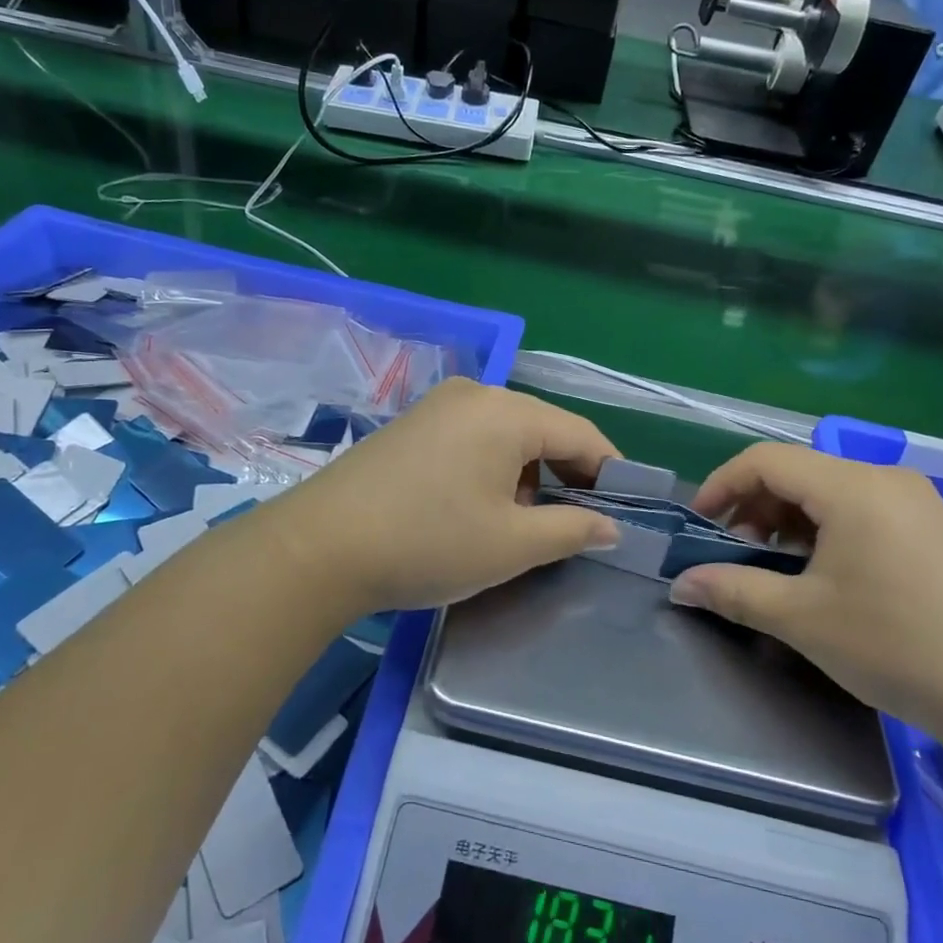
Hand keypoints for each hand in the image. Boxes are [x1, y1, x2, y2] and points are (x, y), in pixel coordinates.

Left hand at [275, 378, 620, 614]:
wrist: (318, 548)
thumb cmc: (428, 542)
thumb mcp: (512, 545)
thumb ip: (572, 529)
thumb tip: (611, 526)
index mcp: (507, 412)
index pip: (582, 435)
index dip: (610, 473)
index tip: (624, 512)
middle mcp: (475, 393)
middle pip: (543, 430)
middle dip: (566, 476)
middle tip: (574, 525)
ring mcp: (437, 405)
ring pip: (507, 435)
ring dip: (527, 474)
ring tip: (522, 523)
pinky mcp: (411, 424)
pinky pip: (472, 438)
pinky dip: (491, 467)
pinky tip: (477, 506)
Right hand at [672, 444, 942, 756]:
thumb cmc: (896, 645)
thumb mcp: (801, 619)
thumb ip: (733, 591)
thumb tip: (680, 584)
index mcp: (851, 487)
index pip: (765, 460)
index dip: (722, 485)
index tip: (699, 525)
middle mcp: (884, 479)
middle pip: (797, 472)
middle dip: (754, 508)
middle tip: (737, 554)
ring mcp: (914, 501)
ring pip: (828, 491)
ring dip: (788, 521)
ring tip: (776, 569)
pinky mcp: (932, 527)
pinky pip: (860, 508)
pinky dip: (825, 529)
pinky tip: (823, 574)